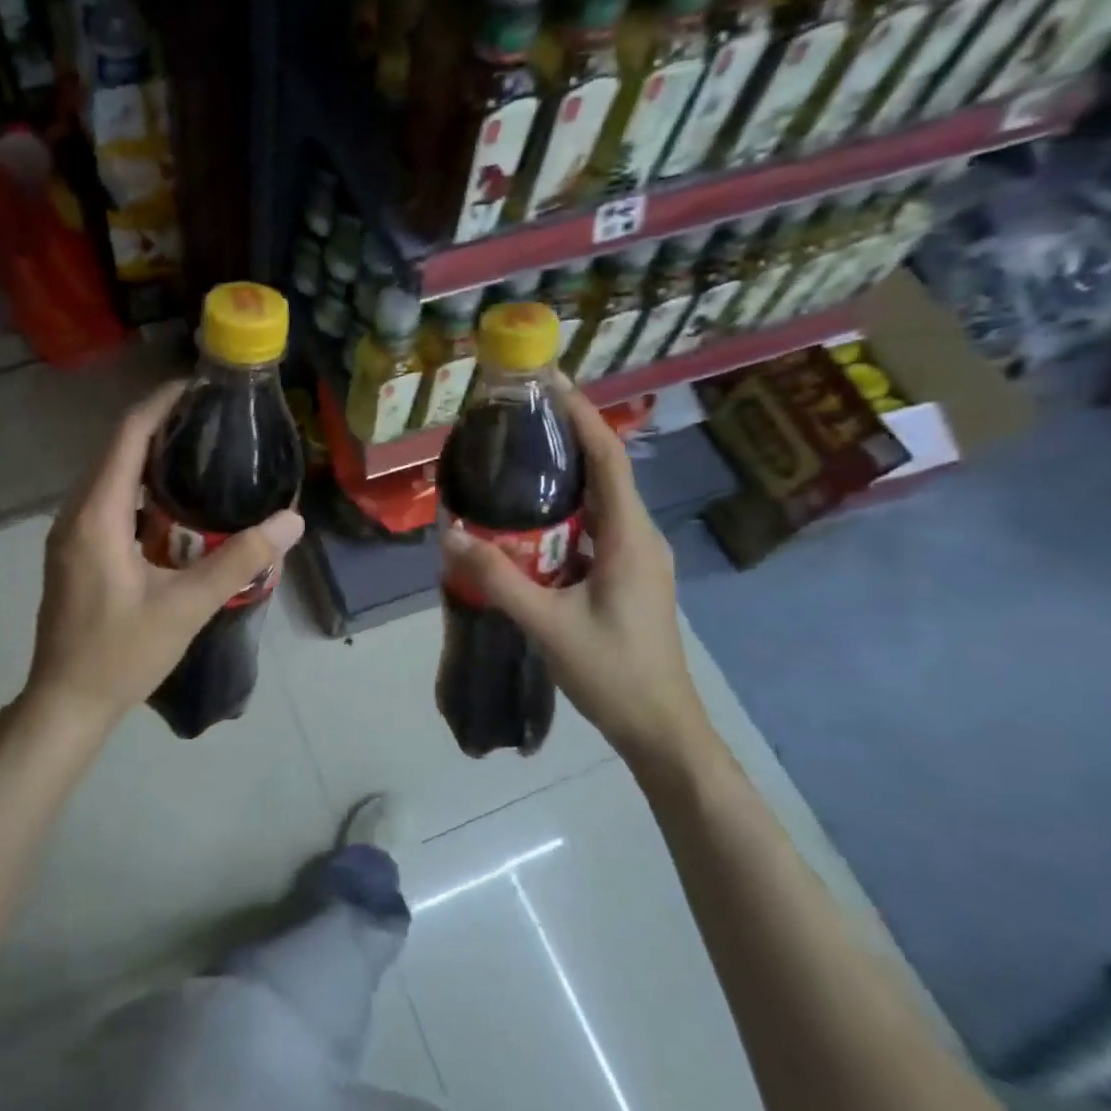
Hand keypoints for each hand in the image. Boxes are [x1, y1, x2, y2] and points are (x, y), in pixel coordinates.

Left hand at [23, 381, 305, 732]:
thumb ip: (239, 561)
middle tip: (210, 419)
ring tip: (198, 450)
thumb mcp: (186, 608)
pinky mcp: (74, 552)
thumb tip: (290, 521)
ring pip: (108, 476)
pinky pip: (105, 501)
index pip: (126, 437)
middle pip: (115, 449)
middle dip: (158, 425)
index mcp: (97, 517)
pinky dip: (138, 488)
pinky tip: (172, 503)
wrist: (65, 703)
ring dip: (147, 456)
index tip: (198, 387)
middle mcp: (75, 514)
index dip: (160, 404)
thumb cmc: (121, 655)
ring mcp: (70, 534)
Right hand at [441, 384, 710, 765]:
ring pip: (600, 502)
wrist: (661, 729)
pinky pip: (595, 529)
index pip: (608, 459)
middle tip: (519, 418)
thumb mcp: (548, 625)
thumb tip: (449, 535)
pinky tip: (530, 522)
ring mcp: (637, 559)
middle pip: (605, 472)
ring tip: (519, 459)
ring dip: (565, 476)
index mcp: (630, 538)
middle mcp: (639, 537)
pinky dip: (565, 513)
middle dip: (567, 438)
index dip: (582, 416)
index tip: (550, 381)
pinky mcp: (628, 577)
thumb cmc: (613, 673)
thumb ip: (498, 578)